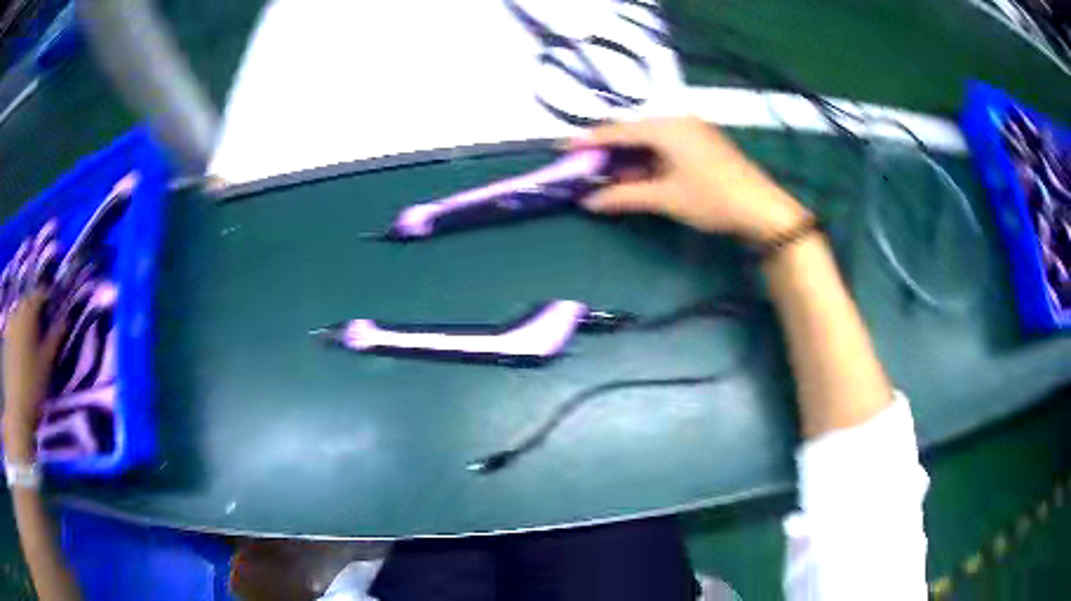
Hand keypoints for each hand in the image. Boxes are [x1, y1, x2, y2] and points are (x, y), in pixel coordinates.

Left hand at [3, 291, 63, 458]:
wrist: (15, 408)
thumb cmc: (32, 386)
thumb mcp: (46, 364)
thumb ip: (55, 339)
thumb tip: (65, 320)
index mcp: (28, 311)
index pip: (39, 294)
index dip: (47, 297)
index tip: (53, 305)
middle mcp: (16, 310)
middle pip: (26, 302)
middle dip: (33, 308)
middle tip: (41, 321)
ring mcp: (8, 324)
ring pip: (17, 313)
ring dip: (24, 319)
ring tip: (29, 335)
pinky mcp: (4, 338)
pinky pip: (11, 327)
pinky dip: (16, 331)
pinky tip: (19, 347)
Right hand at [570, 117, 810, 242]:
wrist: (762, 208)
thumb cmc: (712, 198)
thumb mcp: (665, 198)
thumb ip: (623, 196)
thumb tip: (588, 201)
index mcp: (665, 127)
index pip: (617, 131)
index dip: (587, 141)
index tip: (561, 148)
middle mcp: (677, 121)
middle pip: (632, 133)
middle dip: (608, 153)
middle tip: (585, 169)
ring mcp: (692, 130)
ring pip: (649, 141)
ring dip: (628, 160)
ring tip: (608, 178)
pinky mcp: (702, 143)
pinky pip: (665, 147)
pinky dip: (648, 162)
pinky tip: (639, 177)